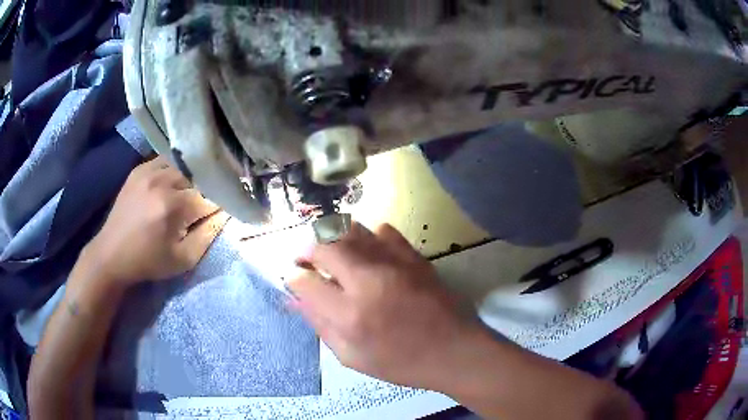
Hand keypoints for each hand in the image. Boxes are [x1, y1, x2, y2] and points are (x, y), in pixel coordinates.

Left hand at [83, 156, 228, 285]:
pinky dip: (174, 170)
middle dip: (206, 189)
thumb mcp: (183, 260)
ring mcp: (147, 171)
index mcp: (172, 207)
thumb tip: (225, 213)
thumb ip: (208, 235)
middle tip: (206, 203)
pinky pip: (165, 161)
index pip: (209, 196)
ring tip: (191, 191)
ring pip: (182, 165)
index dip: (219, 204)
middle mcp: (161, 182)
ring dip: (191, 178)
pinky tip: (173, 183)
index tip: (222, 211)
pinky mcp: (138, 170)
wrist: (111, 254)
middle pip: (197, 176)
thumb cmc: (148, 262)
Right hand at [288, 223, 483, 390]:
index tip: (295, 280)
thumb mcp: (352, 357)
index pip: (305, 281)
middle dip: (308, 251)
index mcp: (350, 315)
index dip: (293, 278)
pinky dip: (367, 238)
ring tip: (334, 256)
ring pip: (350, 230)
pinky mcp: (413, 255)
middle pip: (324, 244)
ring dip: (334, 239)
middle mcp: (368, 281)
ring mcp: (394, 263)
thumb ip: (320, 325)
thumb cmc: (402, 363)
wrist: (454, 350)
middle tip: (308, 262)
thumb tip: (295, 298)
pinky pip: (382, 230)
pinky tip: (369, 254)